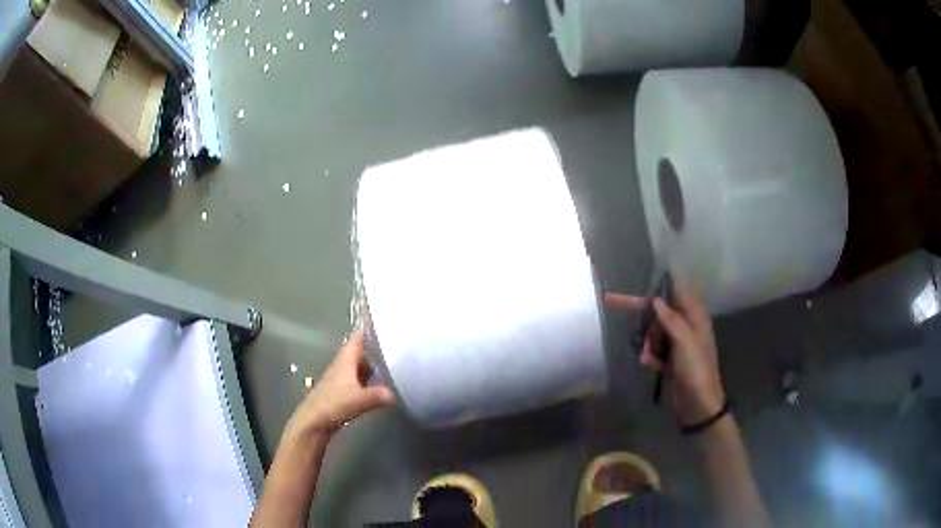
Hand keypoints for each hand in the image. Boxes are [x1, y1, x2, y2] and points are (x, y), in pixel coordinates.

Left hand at [287, 331, 395, 437]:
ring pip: (358, 369)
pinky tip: (377, 390)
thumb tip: (394, 395)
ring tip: (391, 370)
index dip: (368, 331)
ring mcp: (340, 380)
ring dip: (371, 369)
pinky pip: (356, 382)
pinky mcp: (339, 393)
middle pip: (359, 354)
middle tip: (395, 351)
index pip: (357, 339)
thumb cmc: (333, 404)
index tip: (384, 326)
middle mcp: (342, 366)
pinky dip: (367, 383)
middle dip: (374, 352)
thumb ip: (379, 395)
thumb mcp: (360, 399)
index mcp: (345, 361)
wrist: (313, 422)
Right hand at [605, 276, 724, 425]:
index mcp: (694, 316)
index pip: (673, 292)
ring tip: (647, 355)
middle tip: (611, 301)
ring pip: (654, 331)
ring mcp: (678, 343)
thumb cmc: (696, 370)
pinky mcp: (671, 359)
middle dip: (643, 317)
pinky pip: (654, 349)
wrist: (698, 405)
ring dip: (647, 341)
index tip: (638, 280)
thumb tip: (656, 300)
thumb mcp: (685, 343)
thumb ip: (671, 320)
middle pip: (659, 311)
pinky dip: (650, 355)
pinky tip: (650, 364)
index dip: (655, 286)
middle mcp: (686, 325)